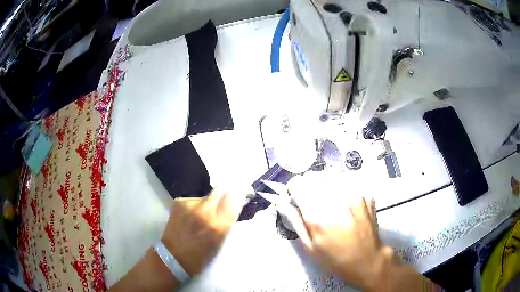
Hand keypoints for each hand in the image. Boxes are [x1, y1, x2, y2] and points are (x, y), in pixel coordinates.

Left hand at [161, 187, 249, 277]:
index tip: (245, 192)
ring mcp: (189, 204)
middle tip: (228, 199)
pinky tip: (193, 216)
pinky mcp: (179, 202)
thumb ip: (229, 221)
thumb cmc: (201, 256)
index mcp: (218, 225)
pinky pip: (195, 199)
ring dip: (210, 202)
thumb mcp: (221, 242)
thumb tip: (237, 203)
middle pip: (222, 189)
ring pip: (207, 195)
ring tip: (205, 215)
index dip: (242, 191)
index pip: (235, 196)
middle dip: (227, 192)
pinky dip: (197, 206)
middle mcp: (204, 211)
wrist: (173, 257)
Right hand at [288, 175, 393, 290]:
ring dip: (326, 187)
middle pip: (315, 178)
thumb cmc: (335, 258)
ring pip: (331, 177)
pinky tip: (345, 205)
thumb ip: (296, 222)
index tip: (295, 196)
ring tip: (331, 204)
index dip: (294, 188)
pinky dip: (342, 189)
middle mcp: (336, 200)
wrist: (367, 259)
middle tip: (314, 203)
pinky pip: (347, 183)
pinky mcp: (366, 194)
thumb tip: (284, 203)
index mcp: (318, 215)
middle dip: (310, 187)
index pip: (299, 184)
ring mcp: (354, 195)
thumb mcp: (310, 246)